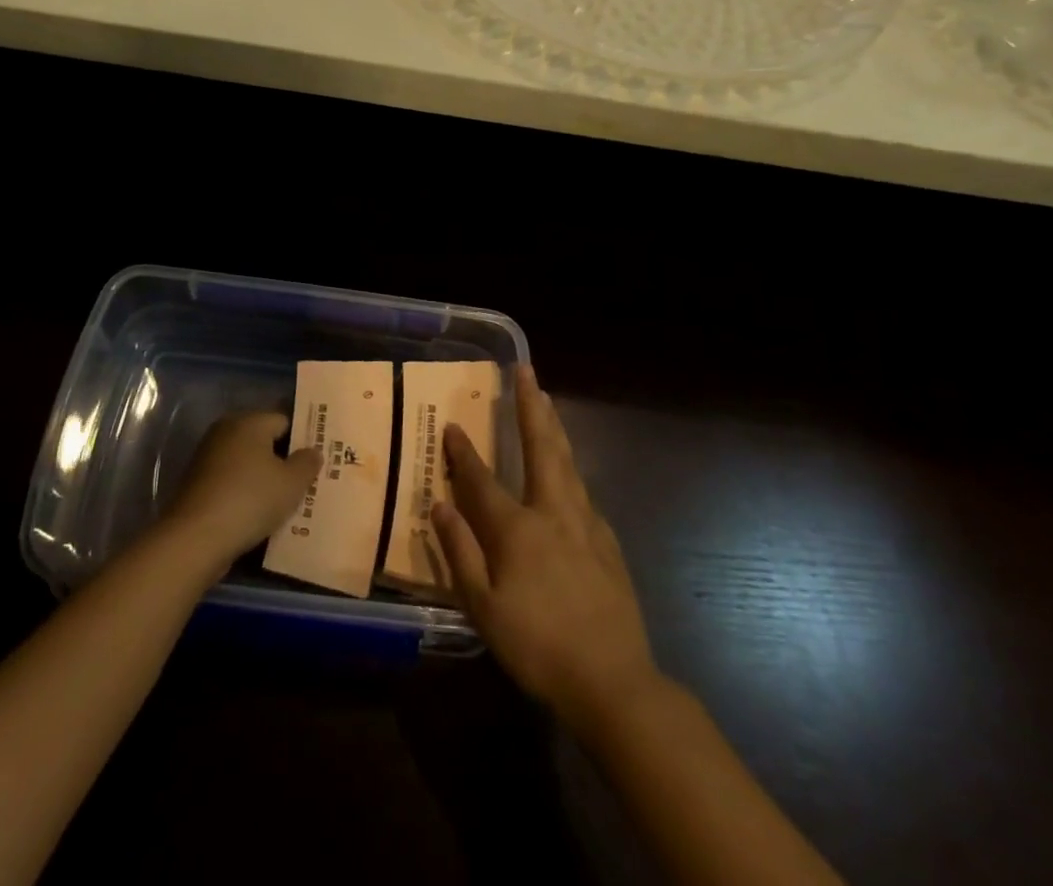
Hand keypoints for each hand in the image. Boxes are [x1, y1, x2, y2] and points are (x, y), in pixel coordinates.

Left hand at [166, 412, 320, 572]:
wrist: (195, 538)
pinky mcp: (197, 483)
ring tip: (285, 502)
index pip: (284, 421)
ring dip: (264, 479)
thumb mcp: (291, 483)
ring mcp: (208, 457)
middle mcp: (226, 431)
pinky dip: (245, 493)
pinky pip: (231, 481)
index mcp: (249, 421)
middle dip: (283, 460)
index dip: (303, 440)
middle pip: (264, 441)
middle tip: (305, 482)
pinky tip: (258, 513)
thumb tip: (312, 451)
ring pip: (247, 463)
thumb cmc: (250, 500)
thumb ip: (307, 463)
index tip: (316, 462)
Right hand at [433, 367, 658, 731]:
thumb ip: (460, 552)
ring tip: (547, 400)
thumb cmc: (538, 647)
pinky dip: (571, 468)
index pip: (483, 479)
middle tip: (527, 371)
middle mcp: (553, 512)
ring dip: (554, 427)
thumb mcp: (484, 609)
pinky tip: (569, 473)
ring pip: (568, 462)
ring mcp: (586, 524)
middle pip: (541, 447)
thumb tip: (438, 506)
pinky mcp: (608, 542)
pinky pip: (583, 492)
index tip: (451, 425)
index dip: (464, 452)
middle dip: (530, 406)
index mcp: (518, 528)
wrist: (614, 682)